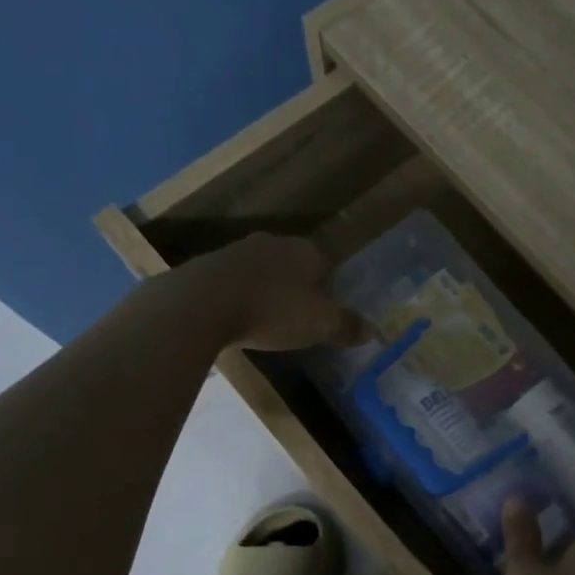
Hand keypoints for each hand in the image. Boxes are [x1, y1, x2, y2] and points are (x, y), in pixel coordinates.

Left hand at [188, 234, 366, 351]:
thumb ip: (347, 326)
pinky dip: (239, 297)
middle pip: (294, 264)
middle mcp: (273, 242)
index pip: (326, 264)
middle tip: (298, 317)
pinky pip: (234, 281)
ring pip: (262, 271)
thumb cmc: (272, 310)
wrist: (201, 304)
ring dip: (267, 291)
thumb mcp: (319, 324)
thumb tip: (373, 331)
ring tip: (266, 319)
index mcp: (305, 250)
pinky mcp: (207, 266)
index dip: (330, 289)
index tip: (326, 312)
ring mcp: (237, 251)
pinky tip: (237, 318)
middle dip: (298, 287)